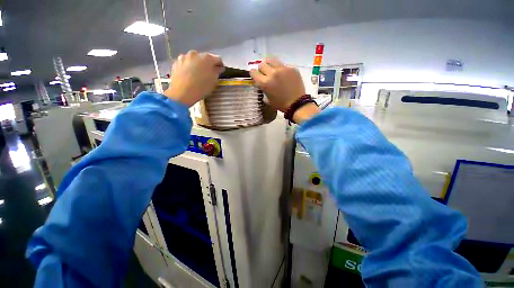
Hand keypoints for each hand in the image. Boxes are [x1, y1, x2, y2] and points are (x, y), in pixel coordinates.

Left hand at [164, 50, 223, 106]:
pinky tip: (189, 76)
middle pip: (204, 58)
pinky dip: (189, 67)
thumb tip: (219, 68)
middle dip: (208, 64)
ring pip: (194, 59)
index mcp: (207, 57)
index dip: (220, 65)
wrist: (182, 93)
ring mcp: (184, 57)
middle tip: (208, 74)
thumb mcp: (213, 81)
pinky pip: (186, 63)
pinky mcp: (176, 62)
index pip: (218, 59)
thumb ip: (217, 72)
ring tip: (197, 75)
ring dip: (197, 65)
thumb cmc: (201, 87)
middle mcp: (195, 53)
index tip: (220, 71)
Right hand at [250, 58, 305, 112]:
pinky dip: (281, 69)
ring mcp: (283, 69)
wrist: (297, 104)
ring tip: (273, 70)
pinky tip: (284, 75)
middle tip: (265, 74)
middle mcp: (272, 73)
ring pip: (272, 60)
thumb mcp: (268, 99)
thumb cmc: (281, 104)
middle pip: (262, 64)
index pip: (253, 72)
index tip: (255, 75)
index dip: (253, 74)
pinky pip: (283, 65)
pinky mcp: (291, 68)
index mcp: (265, 83)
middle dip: (262, 69)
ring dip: (270, 65)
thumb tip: (261, 82)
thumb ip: (263, 88)